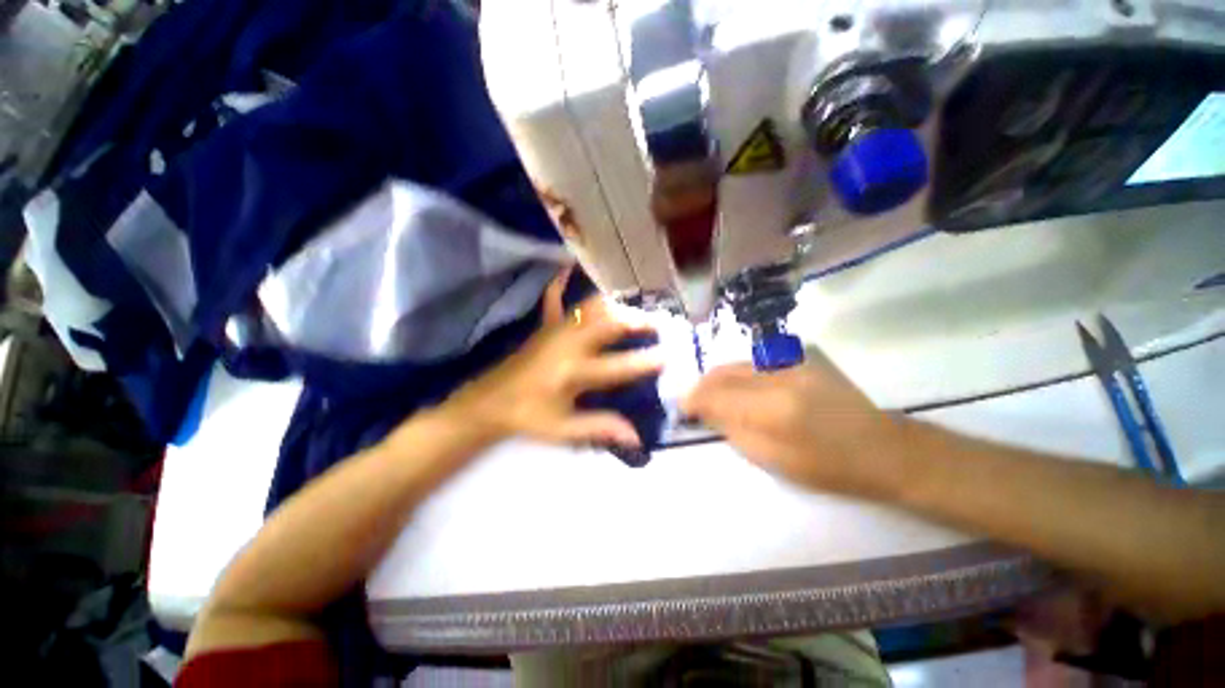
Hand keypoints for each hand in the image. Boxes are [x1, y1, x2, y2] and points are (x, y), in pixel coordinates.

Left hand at [444, 268, 661, 447]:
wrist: (489, 402)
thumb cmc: (529, 416)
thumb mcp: (563, 429)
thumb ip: (600, 428)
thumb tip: (636, 437)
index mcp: (574, 372)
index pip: (617, 366)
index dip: (645, 362)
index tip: (668, 356)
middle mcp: (568, 344)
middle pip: (607, 323)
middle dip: (635, 320)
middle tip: (657, 323)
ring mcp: (555, 330)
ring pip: (588, 307)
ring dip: (613, 305)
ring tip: (633, 308)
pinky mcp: (544, 326)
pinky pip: (553, 299)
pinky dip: (560, 283)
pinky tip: (566, 266)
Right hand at [682, 359, 909, 497]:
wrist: (881, 447)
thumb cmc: (827, 466)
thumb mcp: (772, 459)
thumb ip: (732, 429)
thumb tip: (704, 411)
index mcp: (773, 409)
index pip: (717, 395)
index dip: (694, 399)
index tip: (682, 407)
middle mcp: (779, 376)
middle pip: (723, 373)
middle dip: (702, 386)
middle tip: (692, 401)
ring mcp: (792, 363)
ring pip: (736, 365)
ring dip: (718, 379)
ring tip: (711, 395)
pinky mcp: (800, 358)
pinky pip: (754, 363)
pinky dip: (737, 374)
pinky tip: (737, 387)